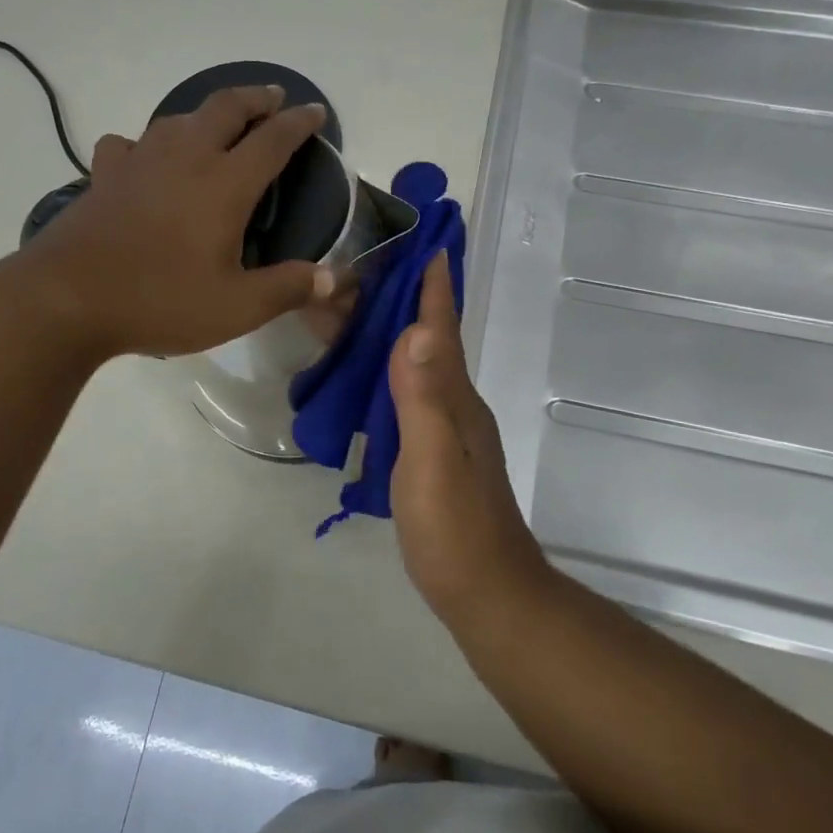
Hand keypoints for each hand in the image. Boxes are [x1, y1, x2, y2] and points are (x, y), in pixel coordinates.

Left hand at [17, 85, 331, 358]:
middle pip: (225, 108)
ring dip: (207, 113)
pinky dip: (147, 143)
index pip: (272, 140)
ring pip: (179, 118)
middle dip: (255, 97)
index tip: (315, 111)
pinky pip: (130, 144)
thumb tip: (333, 278)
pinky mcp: (104, 176)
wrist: (67, 299)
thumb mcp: (236, 307)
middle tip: (274, 97)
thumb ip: (288, 289)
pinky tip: (146, 159)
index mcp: (225, 184)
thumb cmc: (159, 300)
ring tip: (219, 123)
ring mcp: (140, 162)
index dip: (299, 123)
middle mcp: (185, 159)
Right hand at [388, 251, 549, 622]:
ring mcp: (443, 427)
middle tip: (358, 269)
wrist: (484, 591)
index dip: (433, 286)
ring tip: (348, 309)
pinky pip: (404, 391)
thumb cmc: (455, 527)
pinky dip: (382, 368)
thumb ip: (424, 397)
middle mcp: (452, 402)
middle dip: (400, 299)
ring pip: (413, 363)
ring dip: (388, 331)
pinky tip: (360, 372)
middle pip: (426, 338)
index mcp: (455, 396)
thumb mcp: (433, 460)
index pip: (442, 329)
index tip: (424, 241)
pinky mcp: (429, 449)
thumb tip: (417, 329)